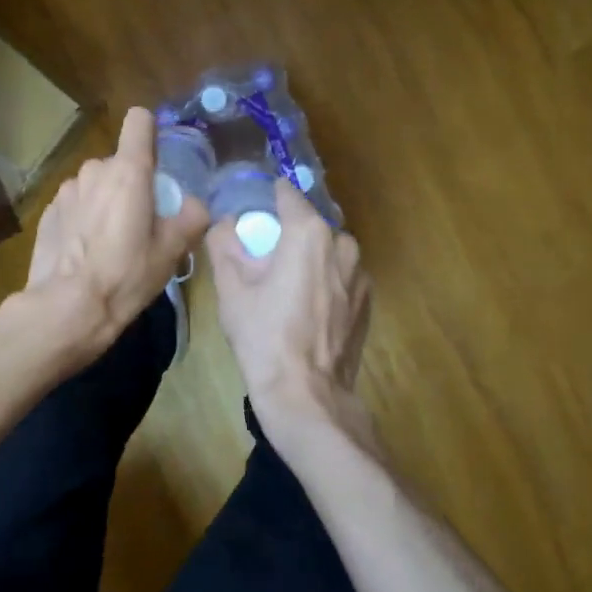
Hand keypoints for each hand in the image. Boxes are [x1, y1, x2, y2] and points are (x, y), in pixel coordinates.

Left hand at [15, 106, 208, 368]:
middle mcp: (94, 170)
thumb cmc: (125, 275)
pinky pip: (75, 204)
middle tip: (140, 224)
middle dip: (131, 184)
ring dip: (105, 201)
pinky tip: (85, 252)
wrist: (66, 309)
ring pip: (96, 184)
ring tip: (110, 242)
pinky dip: (83, 218)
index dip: (150, 133)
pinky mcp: (48, 211)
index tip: (157, 161)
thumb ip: (191, 218)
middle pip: (120, 162)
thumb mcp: (171, 252)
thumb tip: (194, 205)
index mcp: (128, 171)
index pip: (139, 121)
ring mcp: (67, 190)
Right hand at [207, 182, 372, 436]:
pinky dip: (324, 280)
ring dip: (309, 258)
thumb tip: (224, 223)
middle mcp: (341, 243)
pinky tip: (306, 308)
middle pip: (309, 224)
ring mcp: (360, 273)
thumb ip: (223, 243)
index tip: (253, 210)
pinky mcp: (367, 300)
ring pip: (328, 250)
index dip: (268, 198)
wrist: (306, 396)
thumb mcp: (231, 289)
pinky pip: (341, 275)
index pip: (287, 194)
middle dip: (288, 233)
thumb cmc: (264, 337)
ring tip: (285, 286)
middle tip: (263, 258)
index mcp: (309, 232)